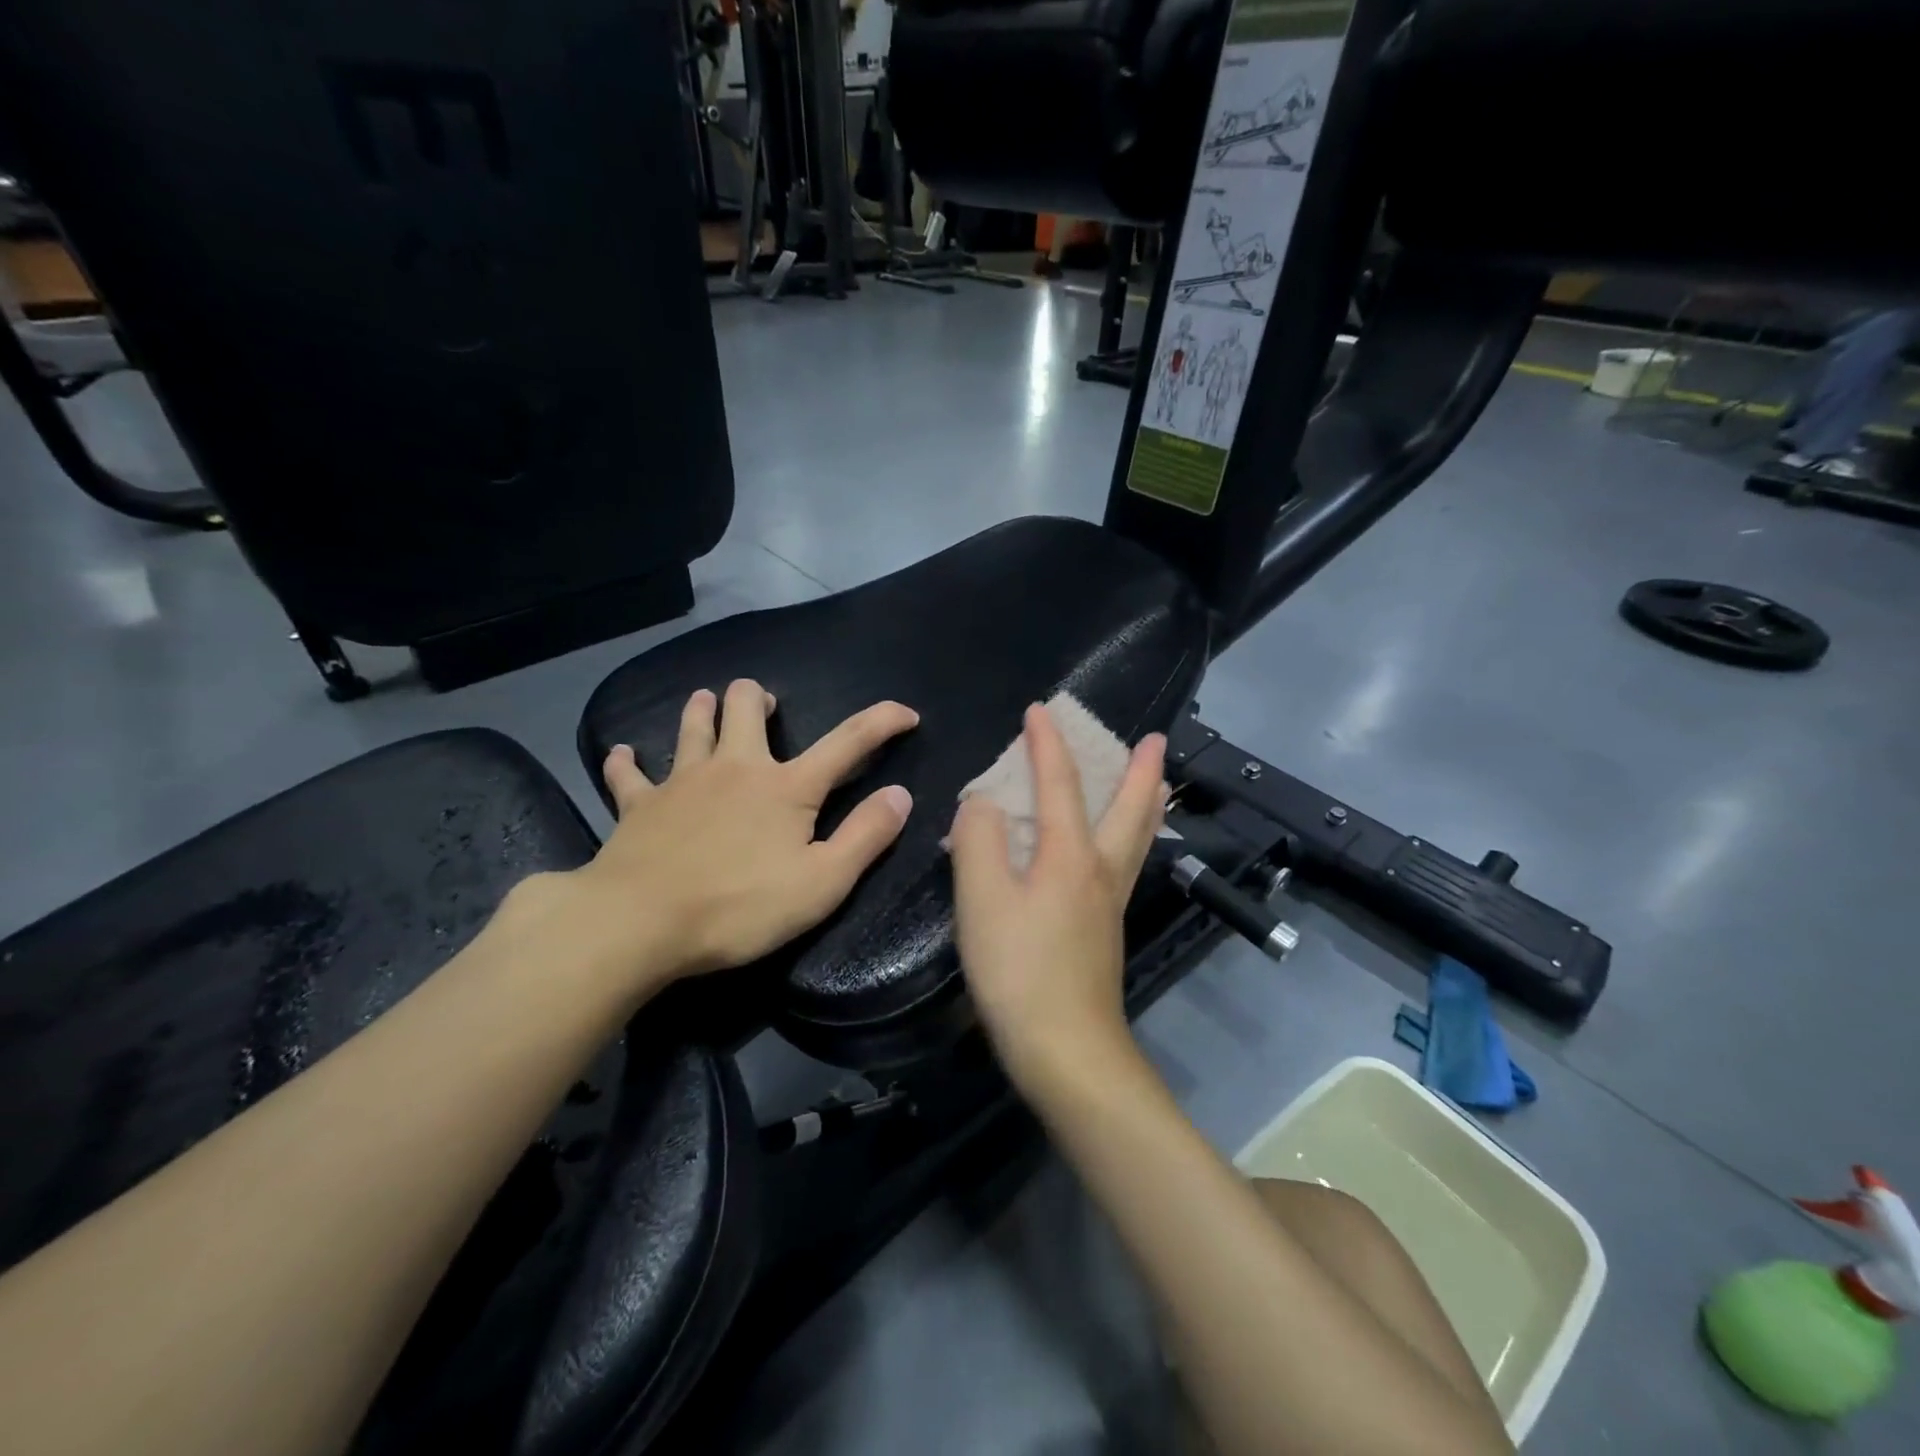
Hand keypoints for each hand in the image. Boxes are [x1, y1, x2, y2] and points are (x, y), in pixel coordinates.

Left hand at [548, 680, 918, 990]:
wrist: (639, 923)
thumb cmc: (740, 907)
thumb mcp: (822, 883)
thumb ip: (866, 836)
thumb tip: (900, 795)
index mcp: (787, 787)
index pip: (848, 741)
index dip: (882, 721)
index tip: (907, 714)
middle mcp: (736, 768)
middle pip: (746, 707)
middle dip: (758, 698)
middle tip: (766, 707)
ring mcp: (683, 781)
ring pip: (692, 726)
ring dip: (703, 709)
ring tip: (708, 702)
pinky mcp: (640, 804)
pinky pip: (629, 774)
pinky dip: (629, 763)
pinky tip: (625, 755)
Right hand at [949, 702, 1166, 1090]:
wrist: (1066, 1050)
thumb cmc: (1019, 971)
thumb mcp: (983, 900)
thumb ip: (979, 840)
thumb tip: (983, 802)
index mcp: (1071, 855)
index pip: (1061, 783)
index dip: (1048, 743)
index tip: (1041, 710)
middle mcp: (1101, 871)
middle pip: (1131, 808)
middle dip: (1140, 769)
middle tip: (1155, 739)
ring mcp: (1111, 902)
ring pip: (1140, 837)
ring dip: (1147, 801)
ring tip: (1157, 780)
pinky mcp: (1106, 930)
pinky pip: (1128, 862)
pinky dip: (1134, 834)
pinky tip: (1121, 847)